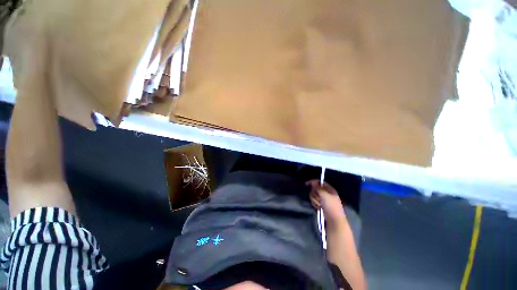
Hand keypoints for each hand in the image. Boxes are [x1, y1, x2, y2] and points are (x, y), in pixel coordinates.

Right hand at [306, 180, 345, 226]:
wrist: (334, 220)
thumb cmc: (331, 206)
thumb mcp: (324, 195)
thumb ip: (317, 187)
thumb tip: (312, 181)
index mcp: (329, 189)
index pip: (319, 182)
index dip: (313, 182)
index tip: (306, 184)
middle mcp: (326, 193)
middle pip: (315, 189)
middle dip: (314, 194)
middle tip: (318, 199)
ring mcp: (323, 199)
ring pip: (313, 195)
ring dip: (315, 200)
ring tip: (319, 205)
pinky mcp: (321, 204)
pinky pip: (314, 201)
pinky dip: (315, 204)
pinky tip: (318, 207)